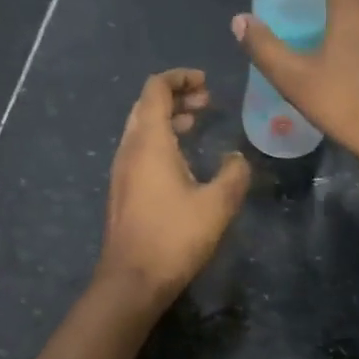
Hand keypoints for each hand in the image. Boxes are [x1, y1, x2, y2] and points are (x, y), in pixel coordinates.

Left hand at [95, 68, 250, 308]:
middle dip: (176, 96)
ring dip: (168, 119)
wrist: (132, 280)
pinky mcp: (123, 190)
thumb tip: (236, 158)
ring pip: (142, 128)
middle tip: (207, 101)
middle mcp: (129, 149)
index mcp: (149, 142)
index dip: (180, 78)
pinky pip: (140, 150)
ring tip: (196, 123)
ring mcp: (122, 171)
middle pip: (146, 106)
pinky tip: (183, 160)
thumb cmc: (174, 237)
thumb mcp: (217, 204)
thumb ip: (234, 174)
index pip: (156, 89)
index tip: (206, 82)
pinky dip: (161, 140)